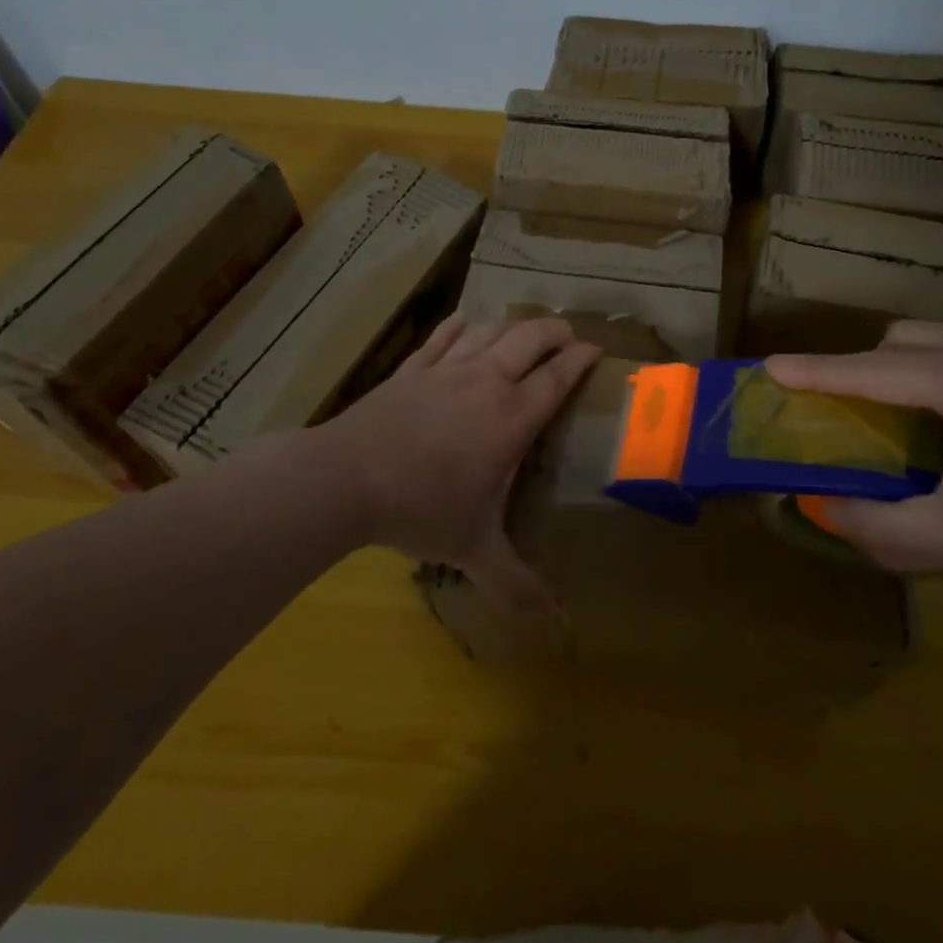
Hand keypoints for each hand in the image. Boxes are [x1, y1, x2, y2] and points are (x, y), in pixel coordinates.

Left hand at [314, 314, 599, 607]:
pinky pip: (442, 337)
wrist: (345, 479)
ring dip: (512, 327)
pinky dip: (459, 327)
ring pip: (490, 331)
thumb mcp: (473, 549)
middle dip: (555, 331)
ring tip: (522, 333)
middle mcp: (486, 382)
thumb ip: (515, 582)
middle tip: (567, 337)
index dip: (582, 359)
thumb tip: (551, 620)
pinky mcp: (412, 369)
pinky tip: (464, 322)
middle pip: (530, 337)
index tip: (597, 350)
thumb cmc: (421, 508)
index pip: (558, 376)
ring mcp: (447, 370)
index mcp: (512, 417)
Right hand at [767, 322, 942, 583]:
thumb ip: (878, 521)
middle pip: (897, 342)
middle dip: (857, 368)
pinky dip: (923, 372)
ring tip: (878, 415)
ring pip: (927, 341)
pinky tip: (930, 418)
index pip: (872, 370)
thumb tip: (821, 509)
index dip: (817, 371)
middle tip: (832, 409)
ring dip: (891, 368)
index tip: (770, 366)